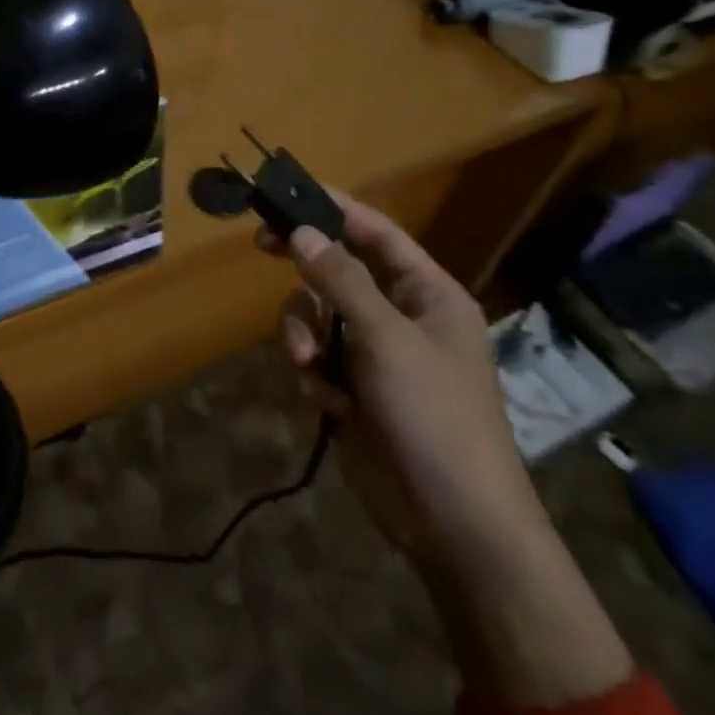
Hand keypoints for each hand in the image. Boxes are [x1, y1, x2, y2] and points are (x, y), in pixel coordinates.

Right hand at [269, 190, 633, 710]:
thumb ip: (341, 280)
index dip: (337, 208)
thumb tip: (302, 230)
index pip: (378, 234)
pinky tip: (326, 401)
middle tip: (262, 244)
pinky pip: (316, 356)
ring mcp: (375, 354)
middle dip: (305, 269)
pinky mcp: (353, 389)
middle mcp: (400, 316)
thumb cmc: (434, 416)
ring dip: (303, 334)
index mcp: (428, 295)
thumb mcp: (386, 339)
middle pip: (338, 270)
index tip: (289, 191)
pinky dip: (313, 372)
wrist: (453, 523)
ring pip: (317, 315)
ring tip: (307, 364)